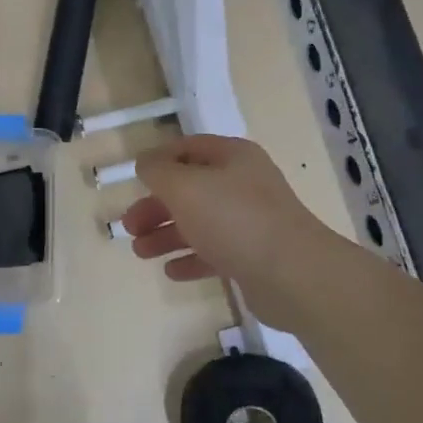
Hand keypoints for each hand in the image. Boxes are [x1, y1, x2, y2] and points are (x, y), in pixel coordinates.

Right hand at [120, 135, 344, 324]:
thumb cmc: (234, 219)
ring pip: (199, 222)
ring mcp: (251, 221)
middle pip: (190, 188)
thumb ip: (158, 171)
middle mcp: (243, 184)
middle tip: (129, 226)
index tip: (134, 178)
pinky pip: (215, 252)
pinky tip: (172, 272)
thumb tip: (145, 162)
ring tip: (141, 252)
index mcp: (232, 157)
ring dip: (167, 235)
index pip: (189, 147)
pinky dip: (191, 258)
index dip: (159, 159)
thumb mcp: (185, 186)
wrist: (293, 275)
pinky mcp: (254, 255)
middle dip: (156, 206)